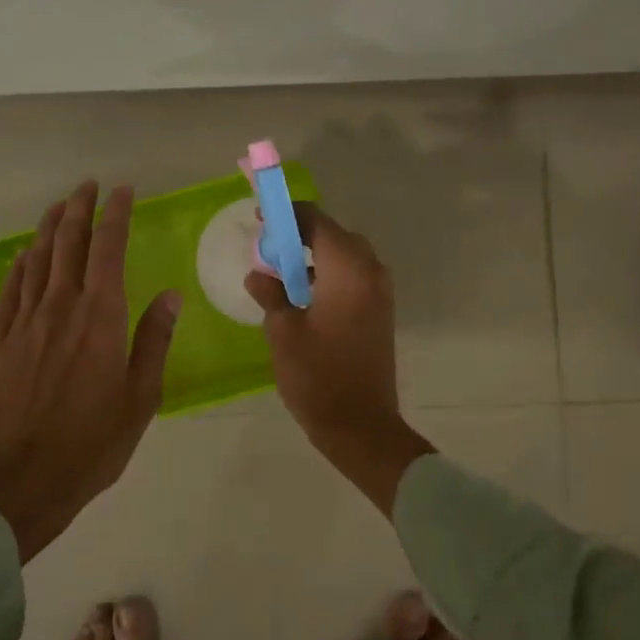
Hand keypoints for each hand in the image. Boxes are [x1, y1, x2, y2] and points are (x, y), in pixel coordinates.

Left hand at [0, 181, 181, 561]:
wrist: (20, 478)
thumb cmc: (91, 442)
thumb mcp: (139, 397)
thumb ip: (152, 341)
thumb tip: (169, 297)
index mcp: (100, 317)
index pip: (108, 250)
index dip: (115, 215)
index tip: (121, 191)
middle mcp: (61, 308)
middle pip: (68, 244)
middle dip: (79, 209)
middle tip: (88, 186)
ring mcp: (26, 323)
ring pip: (38, 260)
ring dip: (50, 228)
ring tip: (60, 206)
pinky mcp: (2, 341)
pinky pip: (11, 290)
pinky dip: (20, 265)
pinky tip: (26, 255)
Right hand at [244, 204, 433, 515]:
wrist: (361, 425)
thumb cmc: (317, 376)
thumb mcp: (283, 331)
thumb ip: (271, 294)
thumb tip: (259, 275)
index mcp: (347, 269)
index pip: (316, 221)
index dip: (287, 215)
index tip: (261, 218)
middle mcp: (370, 272)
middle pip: (334, 235)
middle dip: (300, 235)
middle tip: (268, 248)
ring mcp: (380, 293)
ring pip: (346, 257)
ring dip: (315, 257)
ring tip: (280, 274)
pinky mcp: (380, 312)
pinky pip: (354, 278)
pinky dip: (329, 276)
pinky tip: (303, 297)